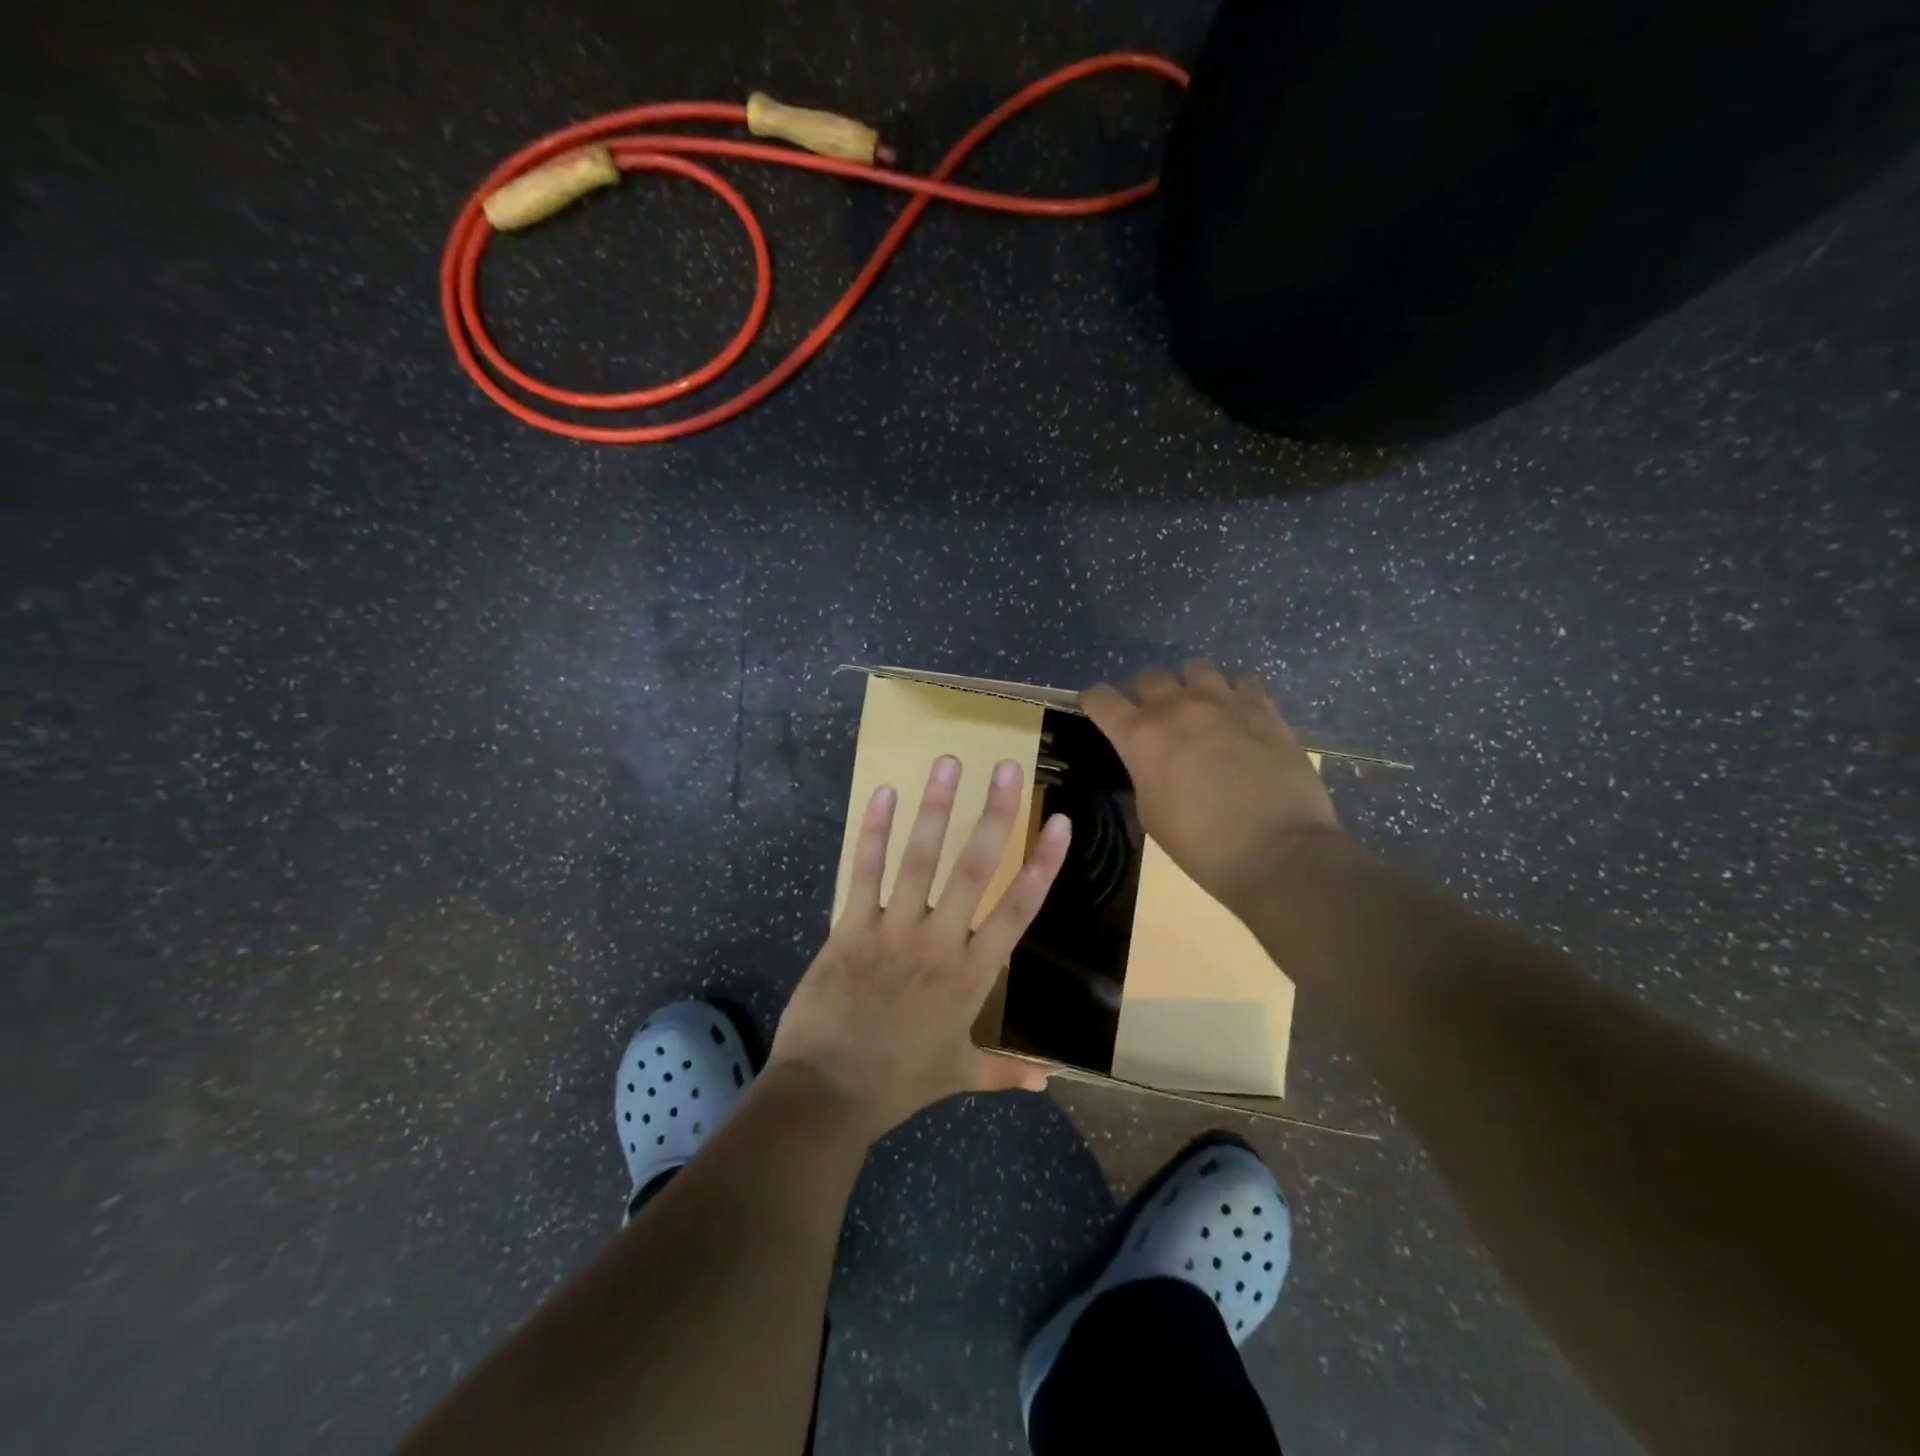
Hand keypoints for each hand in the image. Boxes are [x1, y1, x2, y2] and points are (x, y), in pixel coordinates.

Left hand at [767, 755, 1071, 1143]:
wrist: (828, 1094)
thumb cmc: (897, 1083)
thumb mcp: (956, 1075)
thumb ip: (1003, 1072)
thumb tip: (1046, 1082)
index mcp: (973, 974)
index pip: (1018, 909)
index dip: (1042, 863)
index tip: (1060, 822)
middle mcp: (940, 941)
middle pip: (974, 868)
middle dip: (995, 815)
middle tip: (1009, 768)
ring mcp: (894, 930)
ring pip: (919, 858)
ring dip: (936, 808)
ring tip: (949, 763)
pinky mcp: (851, 927)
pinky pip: (864, 872)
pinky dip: (873, 832)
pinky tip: (883, 793)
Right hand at [1081, 660, 1342, 910]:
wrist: (1277, 851)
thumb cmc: (1201, 845)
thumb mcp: (1151, 813)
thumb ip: (1146, 772)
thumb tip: (1155, 760)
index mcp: (1140, 736)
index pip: (1101, 699)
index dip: (1094, 702)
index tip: (1097, 709)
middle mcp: (1177, 707)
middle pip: (1149, 677)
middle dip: (1144, 695)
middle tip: (1154, 719)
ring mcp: (1224, 702)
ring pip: (1196, 669)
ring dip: (1189, 687)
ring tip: (1199, 710)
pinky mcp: (1264, 708)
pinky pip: (1243, 682)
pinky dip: (1235, 695)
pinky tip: (1240, 716)